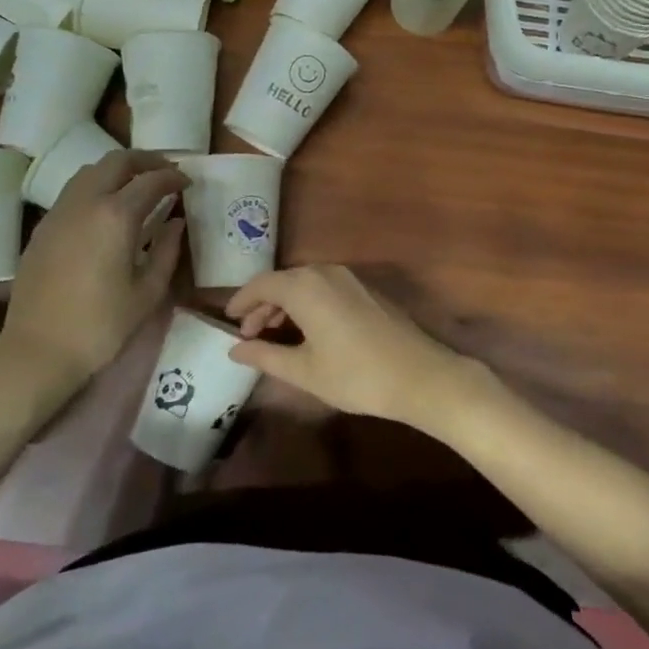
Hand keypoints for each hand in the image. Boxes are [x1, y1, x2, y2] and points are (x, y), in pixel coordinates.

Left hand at [0, 151, 185, 389]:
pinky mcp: (43, 228)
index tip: (188, 183)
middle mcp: (85, 202)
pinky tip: (107, 211)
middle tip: (165, 174)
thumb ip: (167, 250)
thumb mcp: (148, 292)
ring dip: (118, 171)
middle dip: (146, 161)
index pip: (151, 180)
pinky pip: (73, 192)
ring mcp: (59, 212)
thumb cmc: (102, 326)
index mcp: (116, 216)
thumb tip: (176, 223)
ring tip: (137, 187)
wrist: (38, 351)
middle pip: (117, 161)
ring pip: (90, 171)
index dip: (174, 177)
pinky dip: (96, 187)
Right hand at [225, 265, 478, 431]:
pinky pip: (326, 288)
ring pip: (305, 284)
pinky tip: (307, 331)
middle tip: (248, 333)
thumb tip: (235, 349)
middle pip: (284, 281)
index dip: (241, 301)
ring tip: (274, 334)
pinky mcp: (367, 290)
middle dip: (262, 305)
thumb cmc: (356, 376)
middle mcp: (326, 273)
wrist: (420, 376)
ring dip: (285, 305)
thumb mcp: (304, 371)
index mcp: (305, 287)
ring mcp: (350, 279)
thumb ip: (265, 356)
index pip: (261, 284)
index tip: (228, 320)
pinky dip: (308, 304)